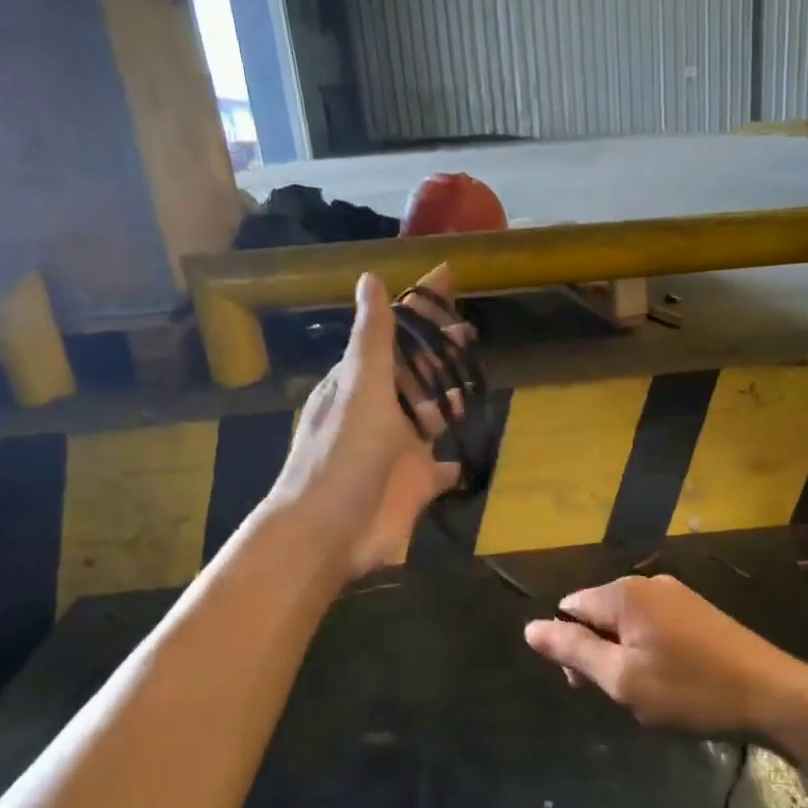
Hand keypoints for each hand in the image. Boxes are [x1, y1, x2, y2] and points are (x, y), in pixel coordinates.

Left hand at [266, 267, 462, 579]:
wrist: (329, 531)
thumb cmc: (343, 455)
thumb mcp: (360, 388)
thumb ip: (372, 338)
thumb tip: (368, 277)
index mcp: (363, 382)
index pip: (395, 332)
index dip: (420, 306)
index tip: (448, 278)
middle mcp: (381, 411)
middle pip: (417, 372)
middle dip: (440, 350)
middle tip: (471, 330)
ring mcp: (400, 449)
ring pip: (432, 415)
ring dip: (451, 398)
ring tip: (479, 380)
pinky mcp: (417, 484)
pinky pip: (444, 466)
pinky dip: (458, 458)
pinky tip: (475, 449)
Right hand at [523, 574, 807, 736]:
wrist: (771, 694)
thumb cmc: (690, 690)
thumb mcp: (622, 678)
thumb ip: (573, 651)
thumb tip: (530, 628)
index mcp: (624, 595)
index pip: (570, 608)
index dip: (570, 647)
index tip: (590, 685)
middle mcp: (648, 584)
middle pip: (599, 613)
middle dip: (598, 653)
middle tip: (623, 695)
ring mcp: (678, 595)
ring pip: (629, 623)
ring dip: (626, 656)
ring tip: (651, 693)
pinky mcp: (699, 611)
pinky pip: (656, 626)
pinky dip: (652, 652)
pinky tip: (674, 681)